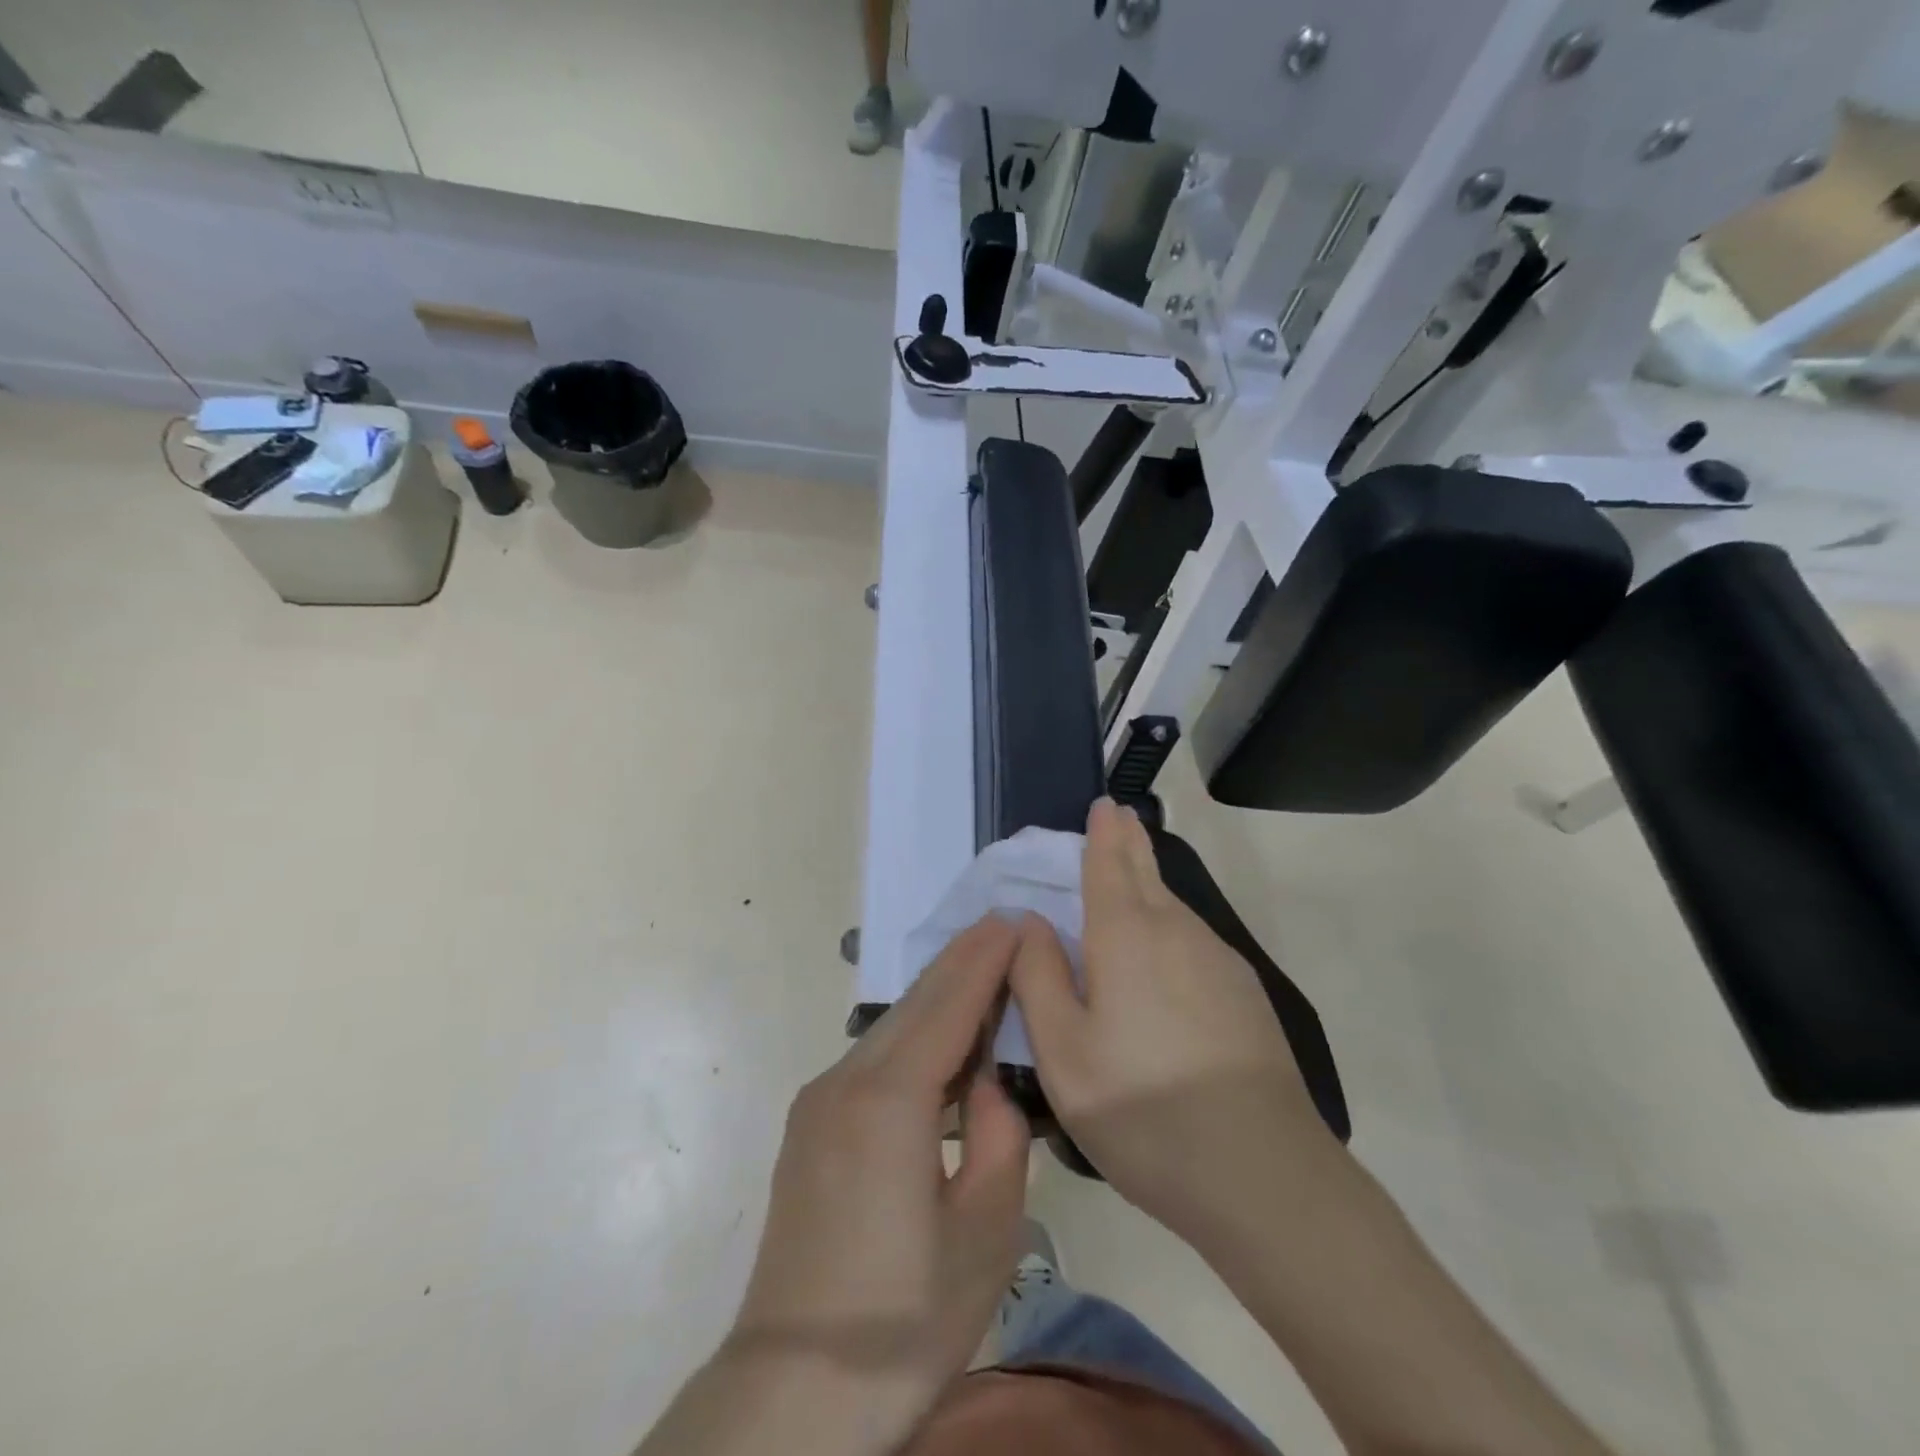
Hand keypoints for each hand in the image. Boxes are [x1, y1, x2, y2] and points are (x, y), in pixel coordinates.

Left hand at [724, 916, 1031, 1444]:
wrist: (794, 1389)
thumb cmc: (904, 1319)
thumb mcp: (985, 1234)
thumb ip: (1000, 1139)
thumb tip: (988, 1087)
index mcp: (889, 1102)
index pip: (946, 1006)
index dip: (982, 959)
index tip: (1011, 918)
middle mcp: (844, 1083)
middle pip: (913, 1005)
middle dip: (960, 962)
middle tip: (1001, 928)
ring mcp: (818, 1102)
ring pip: (889, 1028)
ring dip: (936, 997)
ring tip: (981, 973)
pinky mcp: (808, 1126)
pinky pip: (871, 1058)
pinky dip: (912, 1034)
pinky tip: (939, 1042)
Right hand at [1011, 799, 1335, 1247]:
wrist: (1262, 1175)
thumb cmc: (1143, 1109)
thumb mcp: (1062, 1052)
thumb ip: (1038, 975)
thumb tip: (1029, 921)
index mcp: (1127, 935)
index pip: (1111, 863)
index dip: (1105, 831)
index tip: (1104, 804)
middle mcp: (1177, 932)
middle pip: (1148, 873)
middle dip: (1130, 842)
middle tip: (1119, 819)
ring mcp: (1219, 962)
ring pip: (1174, 908)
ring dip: (1150, 886)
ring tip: (1130, 880)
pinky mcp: (1245, 995)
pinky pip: (1194, 941)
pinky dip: (1171, 927)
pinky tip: (1163, 957)